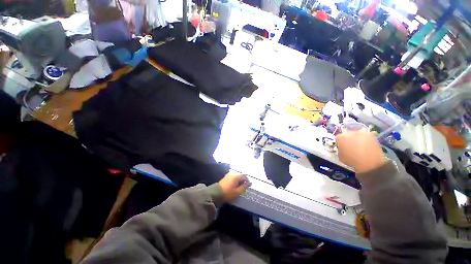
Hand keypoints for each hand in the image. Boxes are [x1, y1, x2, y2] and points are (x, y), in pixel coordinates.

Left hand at [218, 172, 250, 201]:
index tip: (248, 186)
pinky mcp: (225, 177)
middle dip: (243, 181)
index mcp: (236, 176)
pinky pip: (232, 178)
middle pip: (240, 176)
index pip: (244, 176)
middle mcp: (232, 174)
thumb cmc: (228, 193)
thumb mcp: (237, 192)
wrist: (215, 193)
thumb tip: (250, 183)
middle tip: (244, 187)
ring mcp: (228, 175)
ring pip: (236, 177)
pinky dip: (235, 181)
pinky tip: (234, 186)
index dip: (247, 181)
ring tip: (239, 187)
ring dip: (238, 181)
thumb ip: (244, 187)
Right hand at [335, 128, 386, 173]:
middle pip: (346, 133)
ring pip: (356, 132)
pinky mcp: (370, 134)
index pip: (337, 137)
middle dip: (347, 138)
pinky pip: (365, 134)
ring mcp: (360, 132)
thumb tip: (341, 147)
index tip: (341, 146)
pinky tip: (365, 143)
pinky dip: (365, 137)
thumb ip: (339, 149)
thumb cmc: (352, 161)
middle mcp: (349, 132)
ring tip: (358, 144)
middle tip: (350, 144)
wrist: (370, 163)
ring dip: (356, 136)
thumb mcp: (340, 156)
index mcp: (340, 137)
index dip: (339, 142)